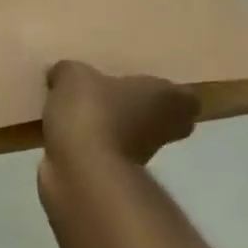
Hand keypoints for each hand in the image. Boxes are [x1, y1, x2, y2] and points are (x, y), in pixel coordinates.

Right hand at [42, 61, 197, 165]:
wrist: (81, 170)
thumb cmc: (93, 112)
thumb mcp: (73, 75)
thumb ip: (70, 71)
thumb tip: (62, 75)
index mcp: (168, 99)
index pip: (186, 97)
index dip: (165, 91)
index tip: (140, 84)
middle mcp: (164, 129)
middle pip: (162, 119)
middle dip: (139, 110)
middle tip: (108, 96)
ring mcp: (143, 157)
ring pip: (133, 136)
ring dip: (112, 128)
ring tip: (78, 112)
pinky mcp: (116, 176)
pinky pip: (105, 152)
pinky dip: (90, 145)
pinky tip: (65, 133)